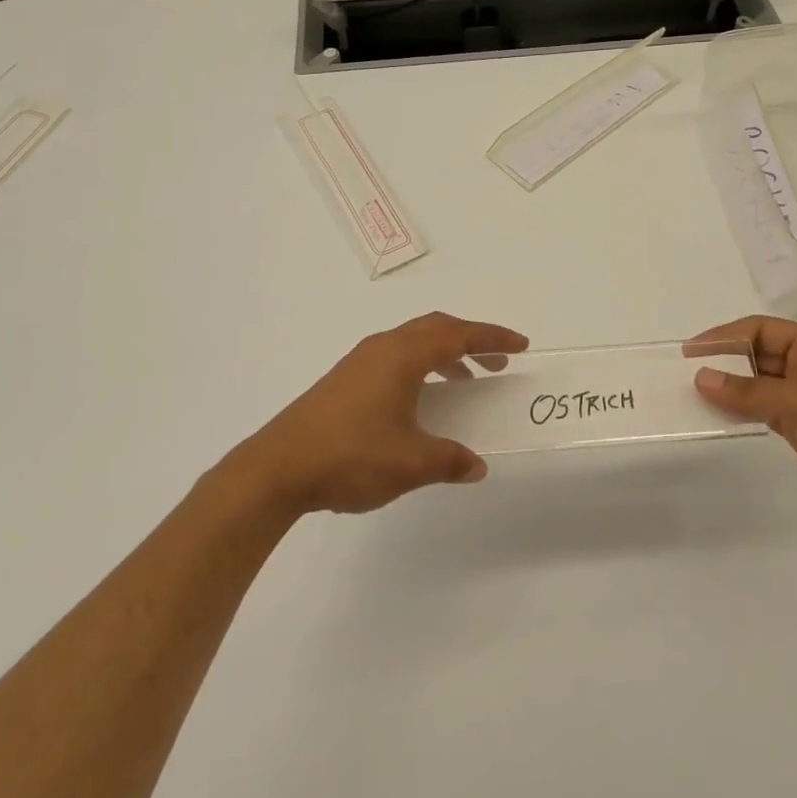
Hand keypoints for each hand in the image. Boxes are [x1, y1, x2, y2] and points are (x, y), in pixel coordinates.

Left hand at [228, 312, 528, 516]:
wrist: (277, 469)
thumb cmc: (350, 457)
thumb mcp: (411, 463)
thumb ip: (450, 460)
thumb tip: (476, 464)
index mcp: (403, 356)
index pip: (458, 335)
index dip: (492, 338)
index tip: (520, 345)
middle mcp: (382, 348)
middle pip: (436, 328)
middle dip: (471, 340)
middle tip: (497, 361)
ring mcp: (360, 362)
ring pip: (414, 343)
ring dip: (445, 354)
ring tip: (466, 381)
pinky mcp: (345, 380)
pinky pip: (396, 358)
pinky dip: (422, 367)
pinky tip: (422, 401)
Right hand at [692, 316, 796, 541]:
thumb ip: (748, 391)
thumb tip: (700, 377)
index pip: (759, 329)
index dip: (724, 336)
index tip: (690, 350)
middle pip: (756, 353)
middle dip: (723, 361)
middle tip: (685, 373)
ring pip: (756, 382)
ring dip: (729, 387)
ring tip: (693, 394)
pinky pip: (760, 407)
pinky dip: (739, 409)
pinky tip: (717, 414)